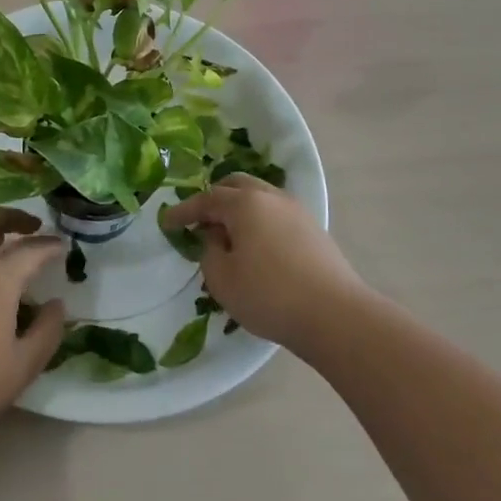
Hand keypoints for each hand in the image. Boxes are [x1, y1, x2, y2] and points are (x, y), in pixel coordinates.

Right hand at [162, 174, 369, 353]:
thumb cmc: (269, 295)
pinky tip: (255, 244)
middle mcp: (271, 197)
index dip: (183, 211)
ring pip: (260, 197)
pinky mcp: (313, 230)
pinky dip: (259, 220)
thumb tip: (218, 237)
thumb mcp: (221, 278)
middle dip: (214, 199)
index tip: (166, 222)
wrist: (335, 315)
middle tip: (199, 221)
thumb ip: (209, 251)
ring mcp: (297, 211)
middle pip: (236, 185)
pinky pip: (276, 214)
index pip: (206, 199)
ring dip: (239, 209)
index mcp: (244, 203)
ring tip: (227, 234)